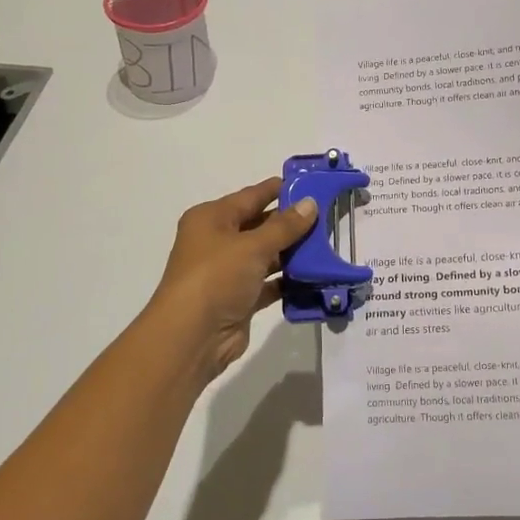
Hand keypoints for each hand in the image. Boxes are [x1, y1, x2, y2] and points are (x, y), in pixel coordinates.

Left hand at [145, 177, 317, 383]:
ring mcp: (228, 272)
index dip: (279, 189)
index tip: (311, 183)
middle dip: (291, 222)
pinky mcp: (239, 299)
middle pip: (259, 225)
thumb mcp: (252, 246)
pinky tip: (315, 276)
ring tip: (328, 243)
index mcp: (211, 218)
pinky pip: (269, 283)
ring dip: (293, 252)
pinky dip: (288, 280)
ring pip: (266, 255)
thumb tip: (310, 203)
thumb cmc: (216, 277)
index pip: (251, 196)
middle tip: (328, 214)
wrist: (192, 337)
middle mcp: (217, 241)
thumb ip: (284, 226)